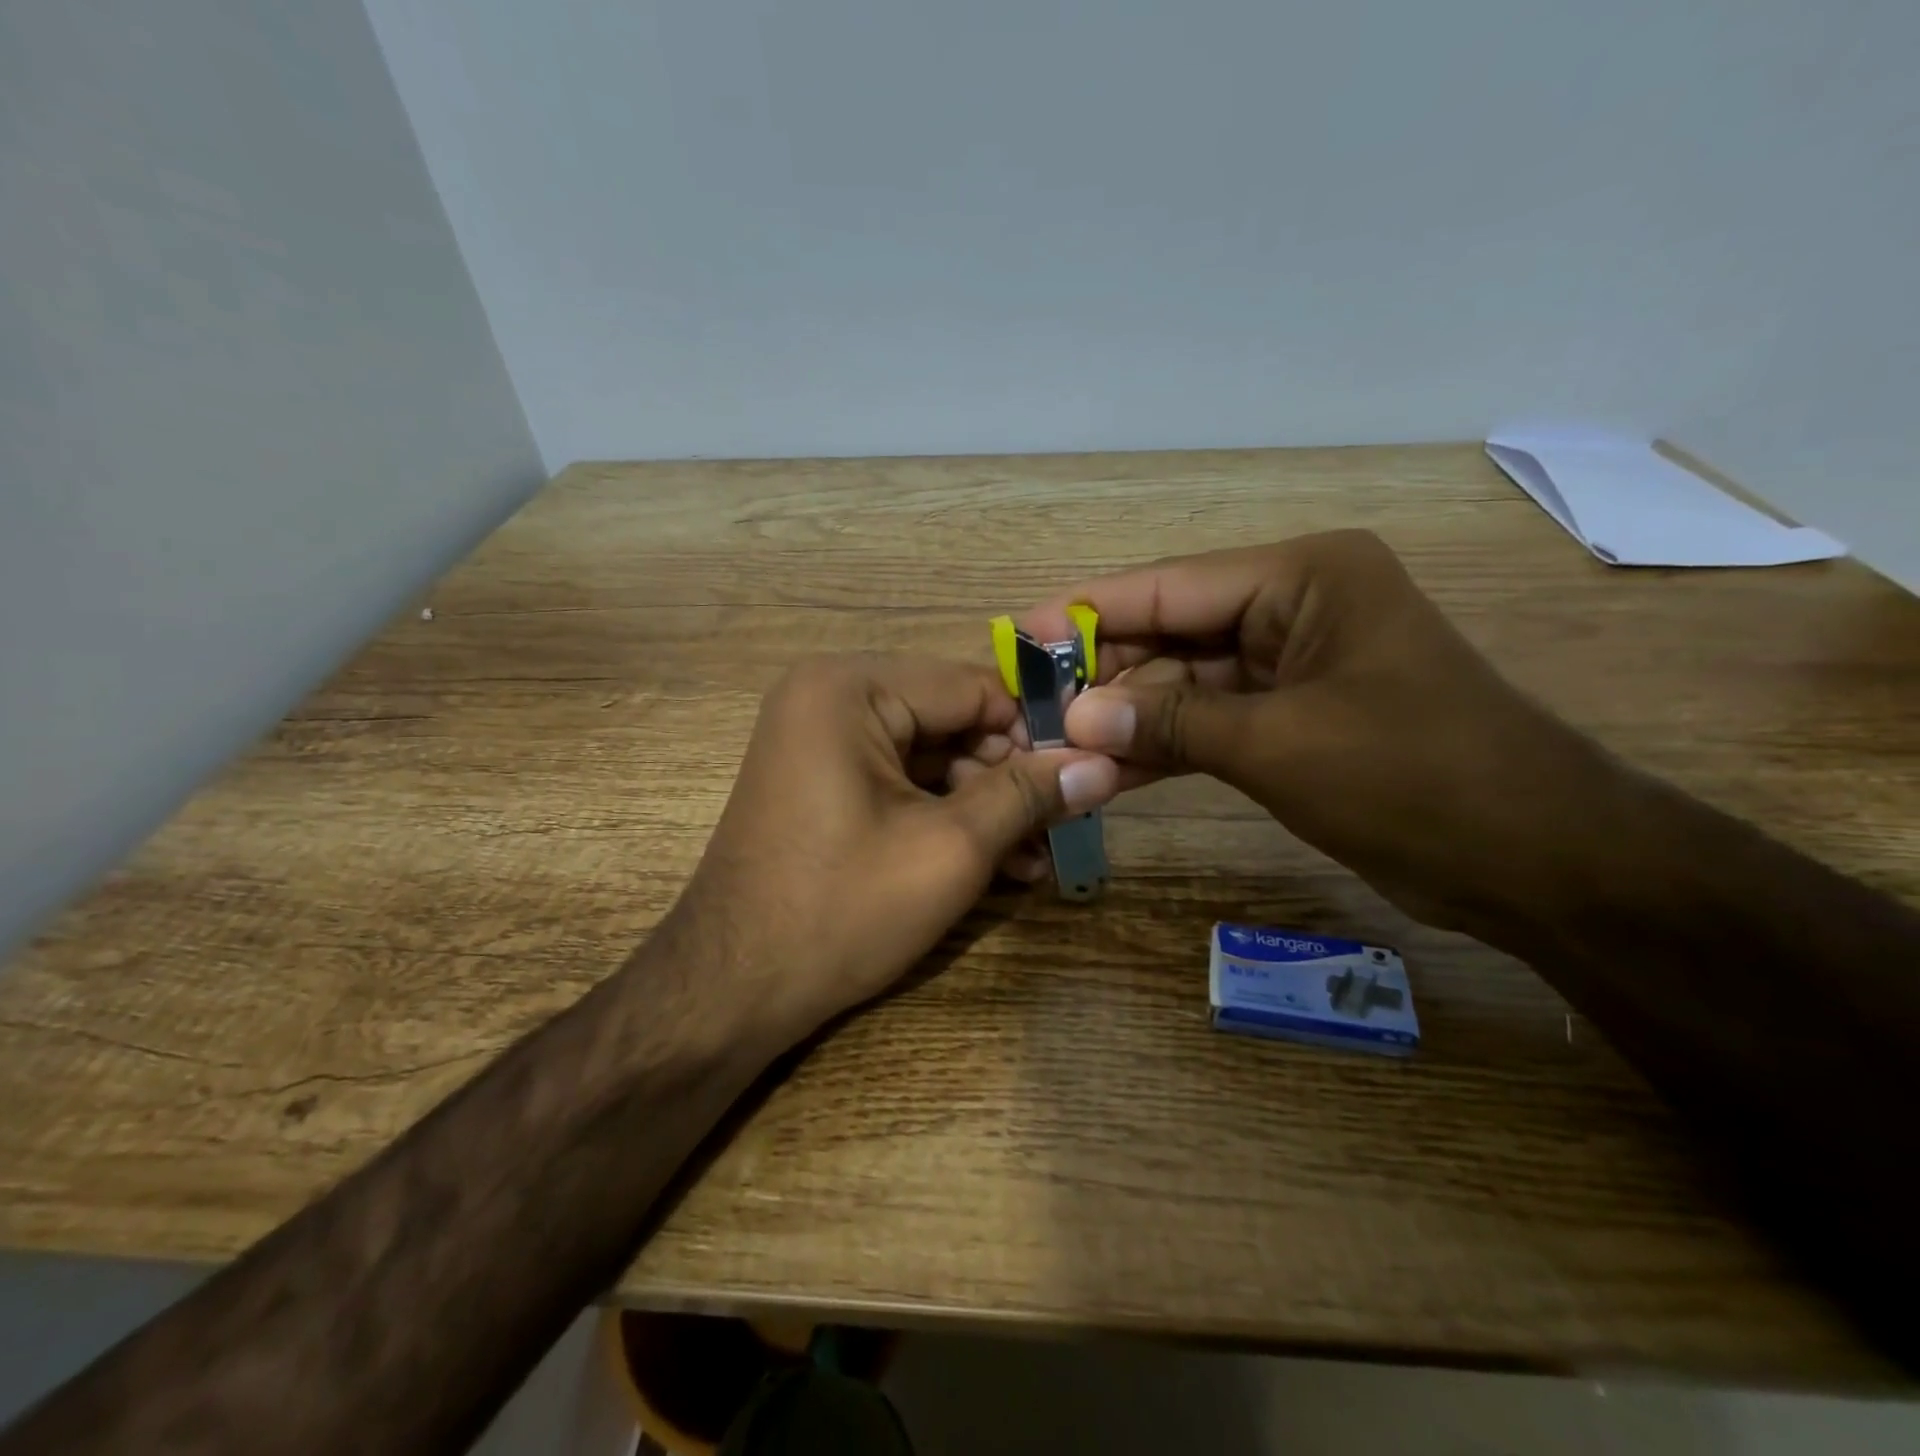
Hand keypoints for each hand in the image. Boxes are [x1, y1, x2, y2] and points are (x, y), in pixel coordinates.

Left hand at [671, 654, 1120, 1043]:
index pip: (974, 687)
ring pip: (930, 757)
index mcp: (850, 687)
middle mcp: (829, 696)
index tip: (1086, 775)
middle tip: (1063, 827)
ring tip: (1035, 861)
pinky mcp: (821, 781)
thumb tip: (1104, 764)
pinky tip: (993, 866)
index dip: (1035, 731)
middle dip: (1008, 778)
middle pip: (951, 720)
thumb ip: (1028, 796)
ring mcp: (819, 739)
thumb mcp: (950, 850)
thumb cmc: (841, 911)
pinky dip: (943, 817)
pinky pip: (899, 782)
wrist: (729, 992)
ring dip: (983, 806)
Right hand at [1022, 531, 1622, 934]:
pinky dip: (1166, 747)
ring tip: (1056, 744)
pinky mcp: (1293, 719)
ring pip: (1186, 685)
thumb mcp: (1279, 744)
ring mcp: (1293, 666)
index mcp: (1303, 577)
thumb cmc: (1414, 777)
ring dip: (1129, 718)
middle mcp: (1294, 607)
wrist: (1536, 860)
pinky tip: (1108, 771)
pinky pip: (1211, 723)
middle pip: (1172, 634)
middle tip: (1031, 708)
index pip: (1169, 587)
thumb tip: (1075, 719)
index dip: (1088, 613)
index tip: (1018, 635)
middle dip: (1105, 676)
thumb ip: (1170, 724)